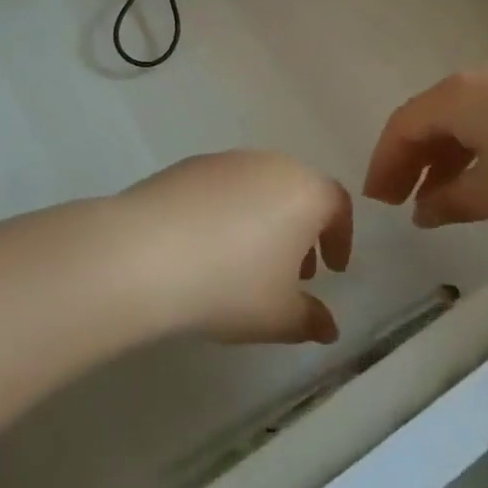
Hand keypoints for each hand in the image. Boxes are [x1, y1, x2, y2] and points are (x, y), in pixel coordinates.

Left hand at [112, 152, 352, 344]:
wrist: (146, 252)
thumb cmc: (230, 284)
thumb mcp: (279, 317)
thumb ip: (310, 320)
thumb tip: (328, 326)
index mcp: (305, 191)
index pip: (338, 205)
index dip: (341, 238)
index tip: (332, 270)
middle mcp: (271, 164)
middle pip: (298, 191)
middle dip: (301, 231)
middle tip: (292, 271)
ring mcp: (226, 160)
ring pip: (259, 188)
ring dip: (263, 220)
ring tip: (245, 263)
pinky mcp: (188, 165)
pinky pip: (222, 189)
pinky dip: (227, 213)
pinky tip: (206, 249)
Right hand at [364, 60, 487, 226]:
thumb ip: (453, 201)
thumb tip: (424, 211)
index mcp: (458, 97)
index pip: (403, 125)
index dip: (384, 163)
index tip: (377, 201)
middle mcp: (479, 80)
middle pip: (430, 118)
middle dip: (411, 160)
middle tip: (401, 201)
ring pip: (463, 118)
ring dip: (445, 156)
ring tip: (442, 197)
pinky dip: (476, 147)